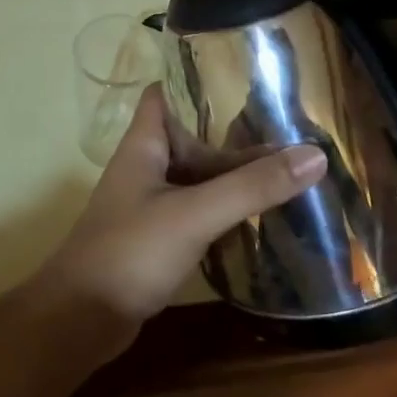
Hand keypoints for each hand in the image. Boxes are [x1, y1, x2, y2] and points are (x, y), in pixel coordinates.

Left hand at [32, 86, 326, 351]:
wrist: (80, 321)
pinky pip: (199, 209)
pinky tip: (262, 211)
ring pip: (199, 175)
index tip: (247, 75)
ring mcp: (152, 203)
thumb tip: (315, 156)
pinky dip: (227, 206)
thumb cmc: (129, 251)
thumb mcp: (195, 214)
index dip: (199, 78)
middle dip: (234, 131)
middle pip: (193, 136)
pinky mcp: (159, 236)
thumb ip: (251, 187)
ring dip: (235, 172)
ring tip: (288, 163)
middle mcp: (147, 166)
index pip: (168, 92)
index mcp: (145, 144)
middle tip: (288, 124)